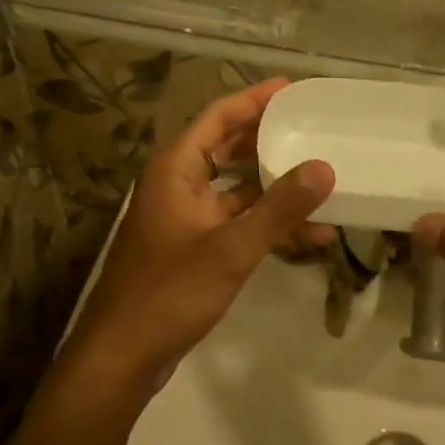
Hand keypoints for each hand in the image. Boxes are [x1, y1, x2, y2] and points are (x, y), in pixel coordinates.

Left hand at [67, 79, 333, 394]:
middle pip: (227, 148)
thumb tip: (323, 167)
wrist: (121, 357)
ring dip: (275, 191)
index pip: (218, 116)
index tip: (291, 87)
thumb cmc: (169, 292)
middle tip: (311, 129)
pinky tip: (307, 237)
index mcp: (175, 169)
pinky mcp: (192, 248)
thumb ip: (279, 208)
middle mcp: (177, 185)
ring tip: (323, 186)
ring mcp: (184, 218)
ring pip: (236, 190)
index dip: (254, 99)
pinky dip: (266, 225)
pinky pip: (235, 222)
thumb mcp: (231, 248)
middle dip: (269, 141)